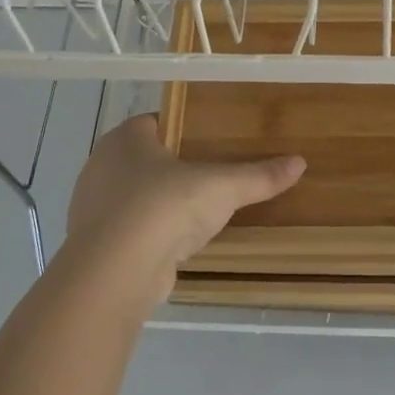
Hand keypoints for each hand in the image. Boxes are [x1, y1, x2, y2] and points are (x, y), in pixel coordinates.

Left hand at [64, 115, 304, 303]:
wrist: (115, 273)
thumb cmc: (164, 208)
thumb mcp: (221, 188)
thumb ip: (259, 176)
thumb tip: (300, 162)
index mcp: (125, 139)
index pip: (156, 122)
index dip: (184, 128)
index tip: (213, 139)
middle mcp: (101, 166)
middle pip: (146, 159)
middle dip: (175, 166)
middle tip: (213, 174)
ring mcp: (94, 207)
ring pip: (136, 196)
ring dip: (162, 202)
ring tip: (200, 210)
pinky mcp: (97, 244)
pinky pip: (131, 229)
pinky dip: (152, 233)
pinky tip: (177, 242)